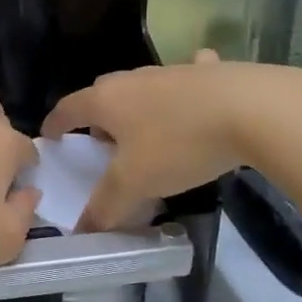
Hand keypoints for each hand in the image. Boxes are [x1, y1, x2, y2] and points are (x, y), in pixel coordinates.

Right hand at [43, 53, 301, 230]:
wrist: (251, 109)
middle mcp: (134, 79)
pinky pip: (189, 78)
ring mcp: (172, 71)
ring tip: (145, 133)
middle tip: (102, 144)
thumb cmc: (179, 144)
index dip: (56, 124)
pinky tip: (198, 99)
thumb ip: (106, 206)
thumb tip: (82, 230)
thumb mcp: (136, 183)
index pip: (68, 108)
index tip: (51, 137)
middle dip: (97, 117)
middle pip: (104, 94)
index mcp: (107, 100)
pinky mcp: (210, 72)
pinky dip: (186, 89)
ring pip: (143, 88)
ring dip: (137, 108)